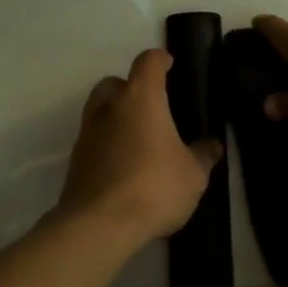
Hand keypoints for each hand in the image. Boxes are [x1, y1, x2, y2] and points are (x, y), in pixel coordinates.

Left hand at [58, 49, 221, 245]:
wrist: (98, 226)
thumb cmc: (154, 187)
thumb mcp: (193, 175)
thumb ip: (203, 156)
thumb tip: (212, 145)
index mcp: (141, 98)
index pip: (148, 62)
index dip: (160, 59)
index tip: (169, 64)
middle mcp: (109, 107)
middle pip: (115, 82)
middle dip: (130, 87)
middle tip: (151, 106)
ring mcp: (87, 134)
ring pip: (99, 110)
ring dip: (115, 117)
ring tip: (138, 139)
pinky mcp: (74, 161)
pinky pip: (93, 140)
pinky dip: (106, 144)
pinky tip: (123, 165)